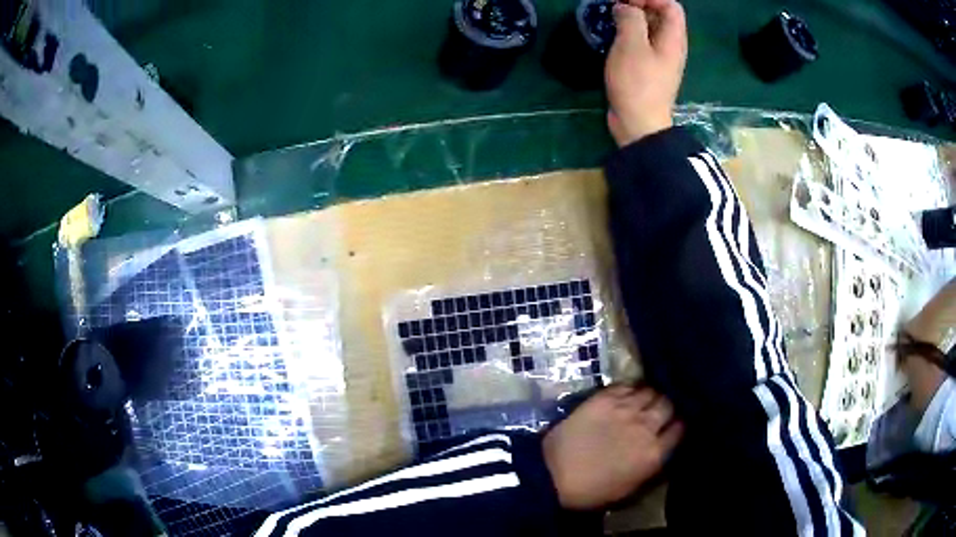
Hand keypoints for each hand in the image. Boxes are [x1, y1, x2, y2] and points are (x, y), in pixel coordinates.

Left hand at [543, 385, 683, 509]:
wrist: (553, 475)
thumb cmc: (591, 491)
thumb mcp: (630, 488)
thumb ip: (652, 466)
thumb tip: (663, 451)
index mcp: (654, 453)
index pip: (680, 428)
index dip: (678, 425)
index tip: (672, 426)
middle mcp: (646, 426)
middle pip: (668, 404)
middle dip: (666, 407)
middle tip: (658, 412)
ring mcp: (625, 409)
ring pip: (650, 391)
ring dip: (649, 396)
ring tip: (642, 402)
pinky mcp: (604, 398)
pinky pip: (627, 385)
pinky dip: (630, 389)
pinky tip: (625, 396)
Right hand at [605, 0, 687, 146]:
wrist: (639, 124)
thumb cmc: (637, 83)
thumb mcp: (631, 45)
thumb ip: (631, 19)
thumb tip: (625, 7)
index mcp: (673, 38)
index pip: (671, 5)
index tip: (628, 1)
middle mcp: (670, 46)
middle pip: (660, 15)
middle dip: (638, 5)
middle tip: (614, 6)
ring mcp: (659, 58)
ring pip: (649, 29)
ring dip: (630, 19)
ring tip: (609, 19)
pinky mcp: (647, 69)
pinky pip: (641, 43)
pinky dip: (627, 34)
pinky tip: (611, 37)